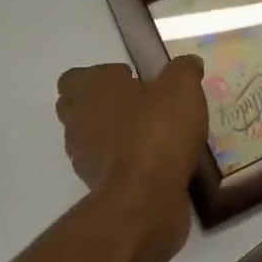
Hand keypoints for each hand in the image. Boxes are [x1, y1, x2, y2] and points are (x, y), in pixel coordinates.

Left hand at [55, 55, 207, 255]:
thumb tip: (188, 63)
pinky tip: (155, 161)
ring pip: (91, 137)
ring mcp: (83, 156)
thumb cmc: (157, 130)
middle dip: (103, 104)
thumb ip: (184, 70)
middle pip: (77, 107)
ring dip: (113, 134)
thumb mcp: (182, 88)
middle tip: (140, 105)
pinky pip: (107, 165)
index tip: (131, 80)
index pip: (73, 78)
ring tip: (151, 134)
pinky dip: (124, 161)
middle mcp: (78, 120)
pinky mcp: (96, 186)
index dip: (99, 76)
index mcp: (91, 89)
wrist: (145, 198)